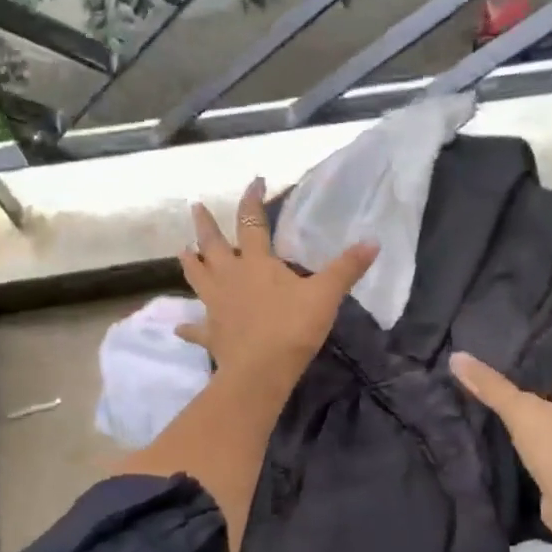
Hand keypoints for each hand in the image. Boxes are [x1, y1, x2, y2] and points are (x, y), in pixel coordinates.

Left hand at [178, 178, 377, 389]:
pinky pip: (196, 329)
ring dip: (189, 263)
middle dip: (205, 224)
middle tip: (195, 207)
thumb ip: (346, 268)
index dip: (252, 200)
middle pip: (212, 245)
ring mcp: (216, 305)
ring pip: (197, 278)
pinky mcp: (211, 333)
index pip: (251, 222)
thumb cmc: (292, 327)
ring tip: (181, 250)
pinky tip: (179, 327)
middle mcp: (230, 277)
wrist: (261, 370)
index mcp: (256, 263)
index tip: (254, 182)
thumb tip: (372, 242)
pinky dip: (188, 327)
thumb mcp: (326, 295)